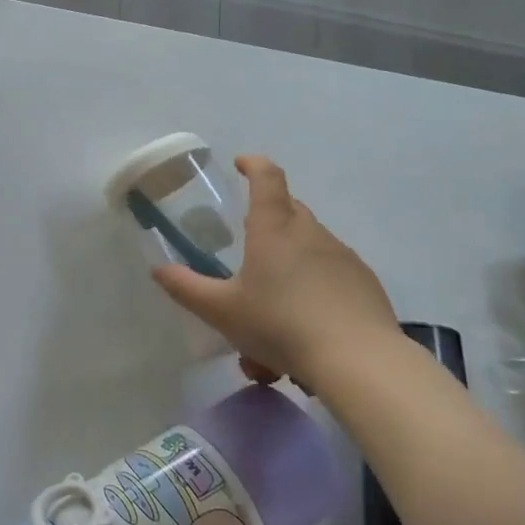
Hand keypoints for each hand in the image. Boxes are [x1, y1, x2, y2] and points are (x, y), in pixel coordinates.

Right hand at [153, 155, 399, 381]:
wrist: (358, 361)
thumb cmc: (280, 325)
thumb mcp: (221, 311)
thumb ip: (186, 288)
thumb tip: (159, 270)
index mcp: (274, 230)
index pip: (267, 179)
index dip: (254, 165)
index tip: (241, 163)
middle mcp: (310, 233)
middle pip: (290, 208)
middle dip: (269, 215)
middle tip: (249, 242)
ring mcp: (343, 256)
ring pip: (312, 242)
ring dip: (291, 257)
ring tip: (274, 301)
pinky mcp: (365, 282)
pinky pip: (333, 270)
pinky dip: (316, 282)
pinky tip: (307, 319)